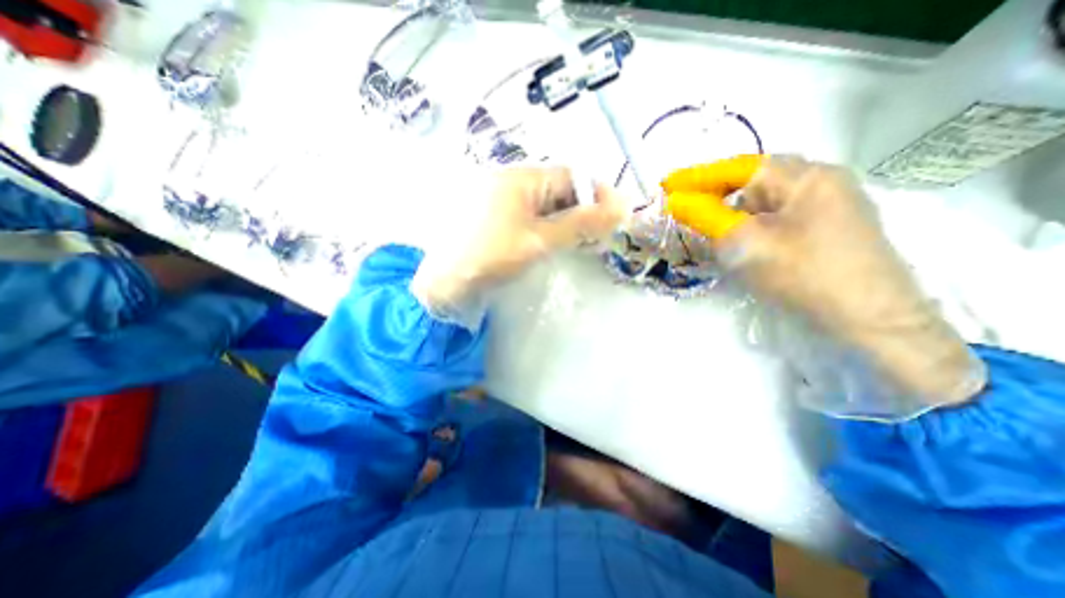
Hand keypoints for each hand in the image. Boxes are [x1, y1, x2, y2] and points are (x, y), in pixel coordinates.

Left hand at [414, 165, 630, 326]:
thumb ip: (580, 224)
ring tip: (585, 242)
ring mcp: (503, 198)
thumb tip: (619, 209)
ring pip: (547, 204)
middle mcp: (512, 180)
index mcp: (521, 178)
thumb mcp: (539, 241)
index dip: (598, 194)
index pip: (572, 176)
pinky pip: (532, 215)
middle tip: (602, 235)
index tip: (618, 216)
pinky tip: (558, 242)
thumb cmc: (491, 257)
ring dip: (569, 220)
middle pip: (560, 189)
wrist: (444, 282)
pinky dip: (550, 227)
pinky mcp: (498, 216)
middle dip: (585, 209)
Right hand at [668, 157, 985, 405]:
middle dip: (716, 197)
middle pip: (753, 183)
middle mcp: (819, 183)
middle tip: (685, 211)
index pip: (739, 168)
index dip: (697, 176)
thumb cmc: (804, 275)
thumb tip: (676, 201)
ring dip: (733, 215)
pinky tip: (739, 244)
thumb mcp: (746, 244)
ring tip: (710, 232)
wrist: (871, 321)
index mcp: (806, 177)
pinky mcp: (824, 228)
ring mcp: (827, 206)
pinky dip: (750, 227)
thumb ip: (707, 218)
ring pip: (763, 203)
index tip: (666, 186)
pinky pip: (775, 219)